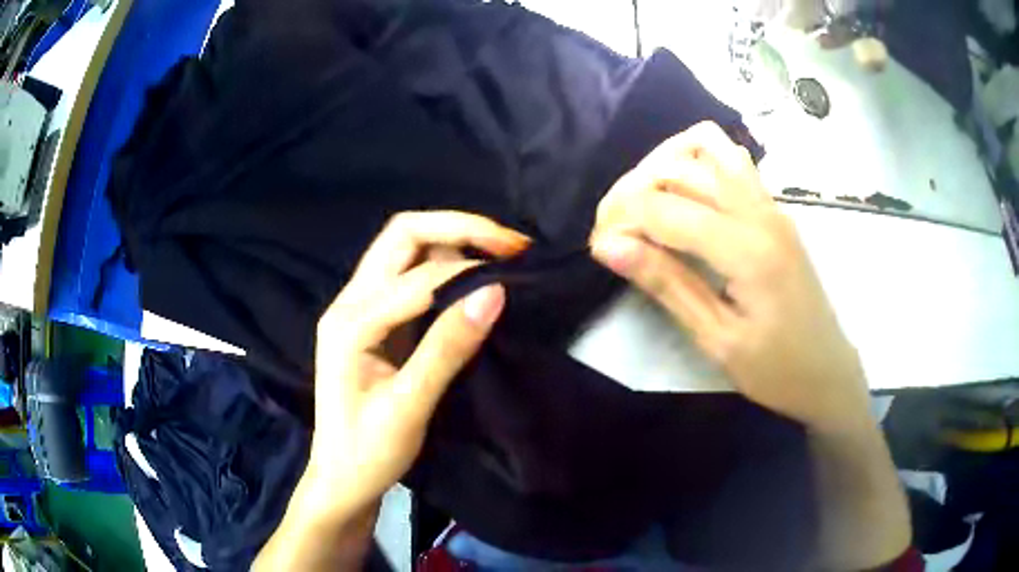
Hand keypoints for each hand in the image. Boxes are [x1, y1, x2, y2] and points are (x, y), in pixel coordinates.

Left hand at [303, 211, 528, 517]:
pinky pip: (410, 274)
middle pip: (402, 236)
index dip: (467, 273)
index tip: (515, 277)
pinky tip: (475, 273)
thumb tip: (494, 293)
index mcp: (349, 323)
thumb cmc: (368, 452)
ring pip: (406, 248)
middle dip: (458, 229)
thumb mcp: (409, 407)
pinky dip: (446, 264)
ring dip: (454, 241)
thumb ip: (447, 347)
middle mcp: (350, 301)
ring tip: (501, 251)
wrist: (342, 479)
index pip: (416, 277)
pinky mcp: (375, 319)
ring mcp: (360, 307)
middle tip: (511, 243)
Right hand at [590, 122, 869, 430]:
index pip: (663, 209)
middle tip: (614, 231)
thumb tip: (609, 247)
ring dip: (663, 165)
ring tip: (644, 203)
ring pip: (705, 147)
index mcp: (747, 250)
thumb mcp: (717, 340)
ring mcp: (770, 203)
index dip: (620, 222)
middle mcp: (759, 211)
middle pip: (678, 169)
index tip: (599, 248)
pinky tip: (684, 191)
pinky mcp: (773, 207)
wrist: (829, 370)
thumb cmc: (777, 369)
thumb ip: (667, 285)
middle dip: (632, 191)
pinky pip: (731, 158)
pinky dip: (697, 158)